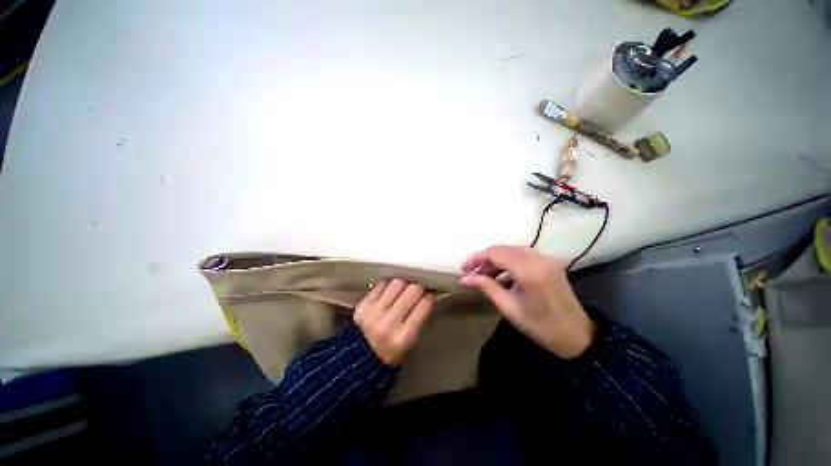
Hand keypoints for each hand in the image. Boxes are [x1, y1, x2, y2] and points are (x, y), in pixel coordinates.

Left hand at [353, 279, 434, 366]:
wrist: (359, 359)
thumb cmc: (391, 352)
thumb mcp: (410, 342)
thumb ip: (419, 318)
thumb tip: (426, 295)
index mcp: (404, 336)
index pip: (424, 305)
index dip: (429, 297)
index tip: (429, 295)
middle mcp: (389, 322)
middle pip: (412, 290)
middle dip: (418, 289)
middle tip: (416, 292)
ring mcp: (374, 312)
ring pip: (397, 283)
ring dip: (402, 286)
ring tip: (400, 292)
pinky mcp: (363, 305)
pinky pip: (381, 285)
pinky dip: (387, 287)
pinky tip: (387, 294)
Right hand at [459, 246, 596, 358]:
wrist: (576, 336)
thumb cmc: (540, 326)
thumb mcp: (508, 307)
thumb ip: (486, 287)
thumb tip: (464, 279)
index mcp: (529, 271)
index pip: (496, 254)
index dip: (477, 258)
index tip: (464, 268)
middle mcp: (539, 259)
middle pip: (504, 249)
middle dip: (485, 259)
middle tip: (472, 273)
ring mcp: (546, 259)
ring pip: (513, 251)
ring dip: (497, 260)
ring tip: (484, 276)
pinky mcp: (549, 263)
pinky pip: (523, 256)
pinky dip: (509, 262)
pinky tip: (501, 276)